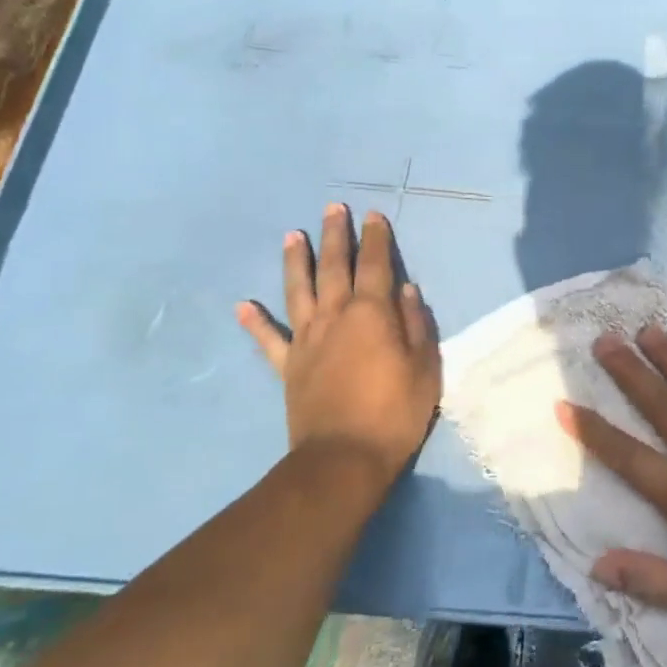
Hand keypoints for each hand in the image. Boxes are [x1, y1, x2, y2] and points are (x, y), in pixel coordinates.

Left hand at [237, 204, 440, 484]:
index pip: (376, 265)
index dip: (376, 238)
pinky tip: (242, 305)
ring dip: (296, 261)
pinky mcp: (288, 366)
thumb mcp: (424, 368)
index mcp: (372, 314)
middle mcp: (336, 317)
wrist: (344, 458)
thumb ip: (416, 325)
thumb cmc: (394, 412)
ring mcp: (307, 340)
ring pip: (299, 290)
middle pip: (334, 267)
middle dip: (336, 235)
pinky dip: (255, 322)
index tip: (373, 216)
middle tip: (333, 208)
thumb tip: (406, 290)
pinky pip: (269, 339)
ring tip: (292, 235)